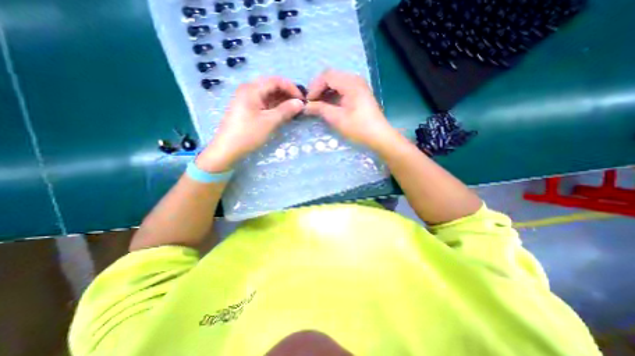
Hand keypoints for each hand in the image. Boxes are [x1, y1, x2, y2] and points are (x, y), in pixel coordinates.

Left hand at [197, 76, 302, 172]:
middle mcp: (248, 90)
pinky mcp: (247, 108)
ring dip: (282, 100)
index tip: (302, 99)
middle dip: (287, 94)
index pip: (276, 81)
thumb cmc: (248, 134)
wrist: (227, 149)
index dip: (291, 88)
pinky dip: (274, 106)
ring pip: (268, 95)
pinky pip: (264, 102)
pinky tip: (283, 113)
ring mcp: (247, 99)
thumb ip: (286, 110)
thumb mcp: (269, 122)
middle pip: (271, 86)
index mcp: (252, 89)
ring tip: (293, 110)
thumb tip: (300, 103)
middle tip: (299, 104)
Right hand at [302, 69, 394, 150]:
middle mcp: (355, 79)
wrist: (379, 136)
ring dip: (325, 92)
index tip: (308, 101)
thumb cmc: (359, 128)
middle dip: (318, 88)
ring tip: (318, 105)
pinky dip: (332, 95)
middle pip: (331, 77)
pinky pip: (342, 88)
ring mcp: (358, 86)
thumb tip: (306, 106)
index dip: (314, 87)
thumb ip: (320, 109)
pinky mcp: (359, 93)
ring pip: (336, 82)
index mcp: (351, 83)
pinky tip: (328, 105)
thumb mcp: (337, 119)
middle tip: (311, 103)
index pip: (327, 76)